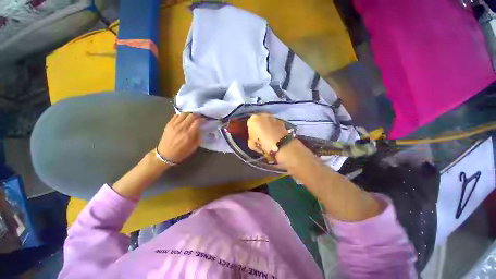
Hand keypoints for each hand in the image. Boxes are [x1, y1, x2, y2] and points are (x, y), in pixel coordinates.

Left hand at [157, 113, 202, 163]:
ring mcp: (174, 125)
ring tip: (191, 116)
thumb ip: (198, 137)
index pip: (197, 121)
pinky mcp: (169, 124)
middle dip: (197, 115)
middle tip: (199, 116)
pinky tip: (183, 118)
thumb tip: (200, 129)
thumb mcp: (194, 147)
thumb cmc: (181, 152)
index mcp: (189, 134)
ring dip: (189, 114)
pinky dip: (181, 115)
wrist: (165, 155)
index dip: (202, 119)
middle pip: (191, 116)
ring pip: (184, 114)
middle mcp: (182, 128)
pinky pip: (176, 115)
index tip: (204, 119)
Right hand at [247, 113, 287, 153]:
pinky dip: (275, 129)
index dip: (251, 131)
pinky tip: (276, 136)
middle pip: (259, 120)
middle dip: (260, 126)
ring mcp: (273, 117)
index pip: (250, 123)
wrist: (280, 145)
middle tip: (261, 136)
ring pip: (268, 122)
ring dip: (268, 127)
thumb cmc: (262, 144)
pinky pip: (275, 125)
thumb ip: (251, 138)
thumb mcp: (251, 144)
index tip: (254, 137)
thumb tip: (254, 138)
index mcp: (253, 119)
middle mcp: (262, 115)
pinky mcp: (281, 122)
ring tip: (270, 137)